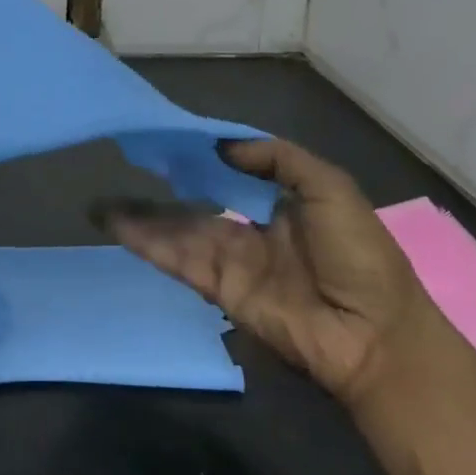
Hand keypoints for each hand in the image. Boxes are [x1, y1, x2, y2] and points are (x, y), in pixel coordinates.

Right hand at [92, 139, 438, 407]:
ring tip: (100, 204)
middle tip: (124, 167)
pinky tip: (117, 227)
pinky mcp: (218, 289)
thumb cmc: (360, 256)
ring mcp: (231, 263)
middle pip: (195, 206)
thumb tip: (223, 147)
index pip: (231, 176)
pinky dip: (147, 244)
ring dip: (141, 218)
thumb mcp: (332, 189)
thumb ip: (281, 159)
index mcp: (280, 207)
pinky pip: (178, 260)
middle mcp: (250, 233)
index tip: (169, 139)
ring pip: (177, 232)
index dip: (201, 158)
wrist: (374, 335)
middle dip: (161, 189)